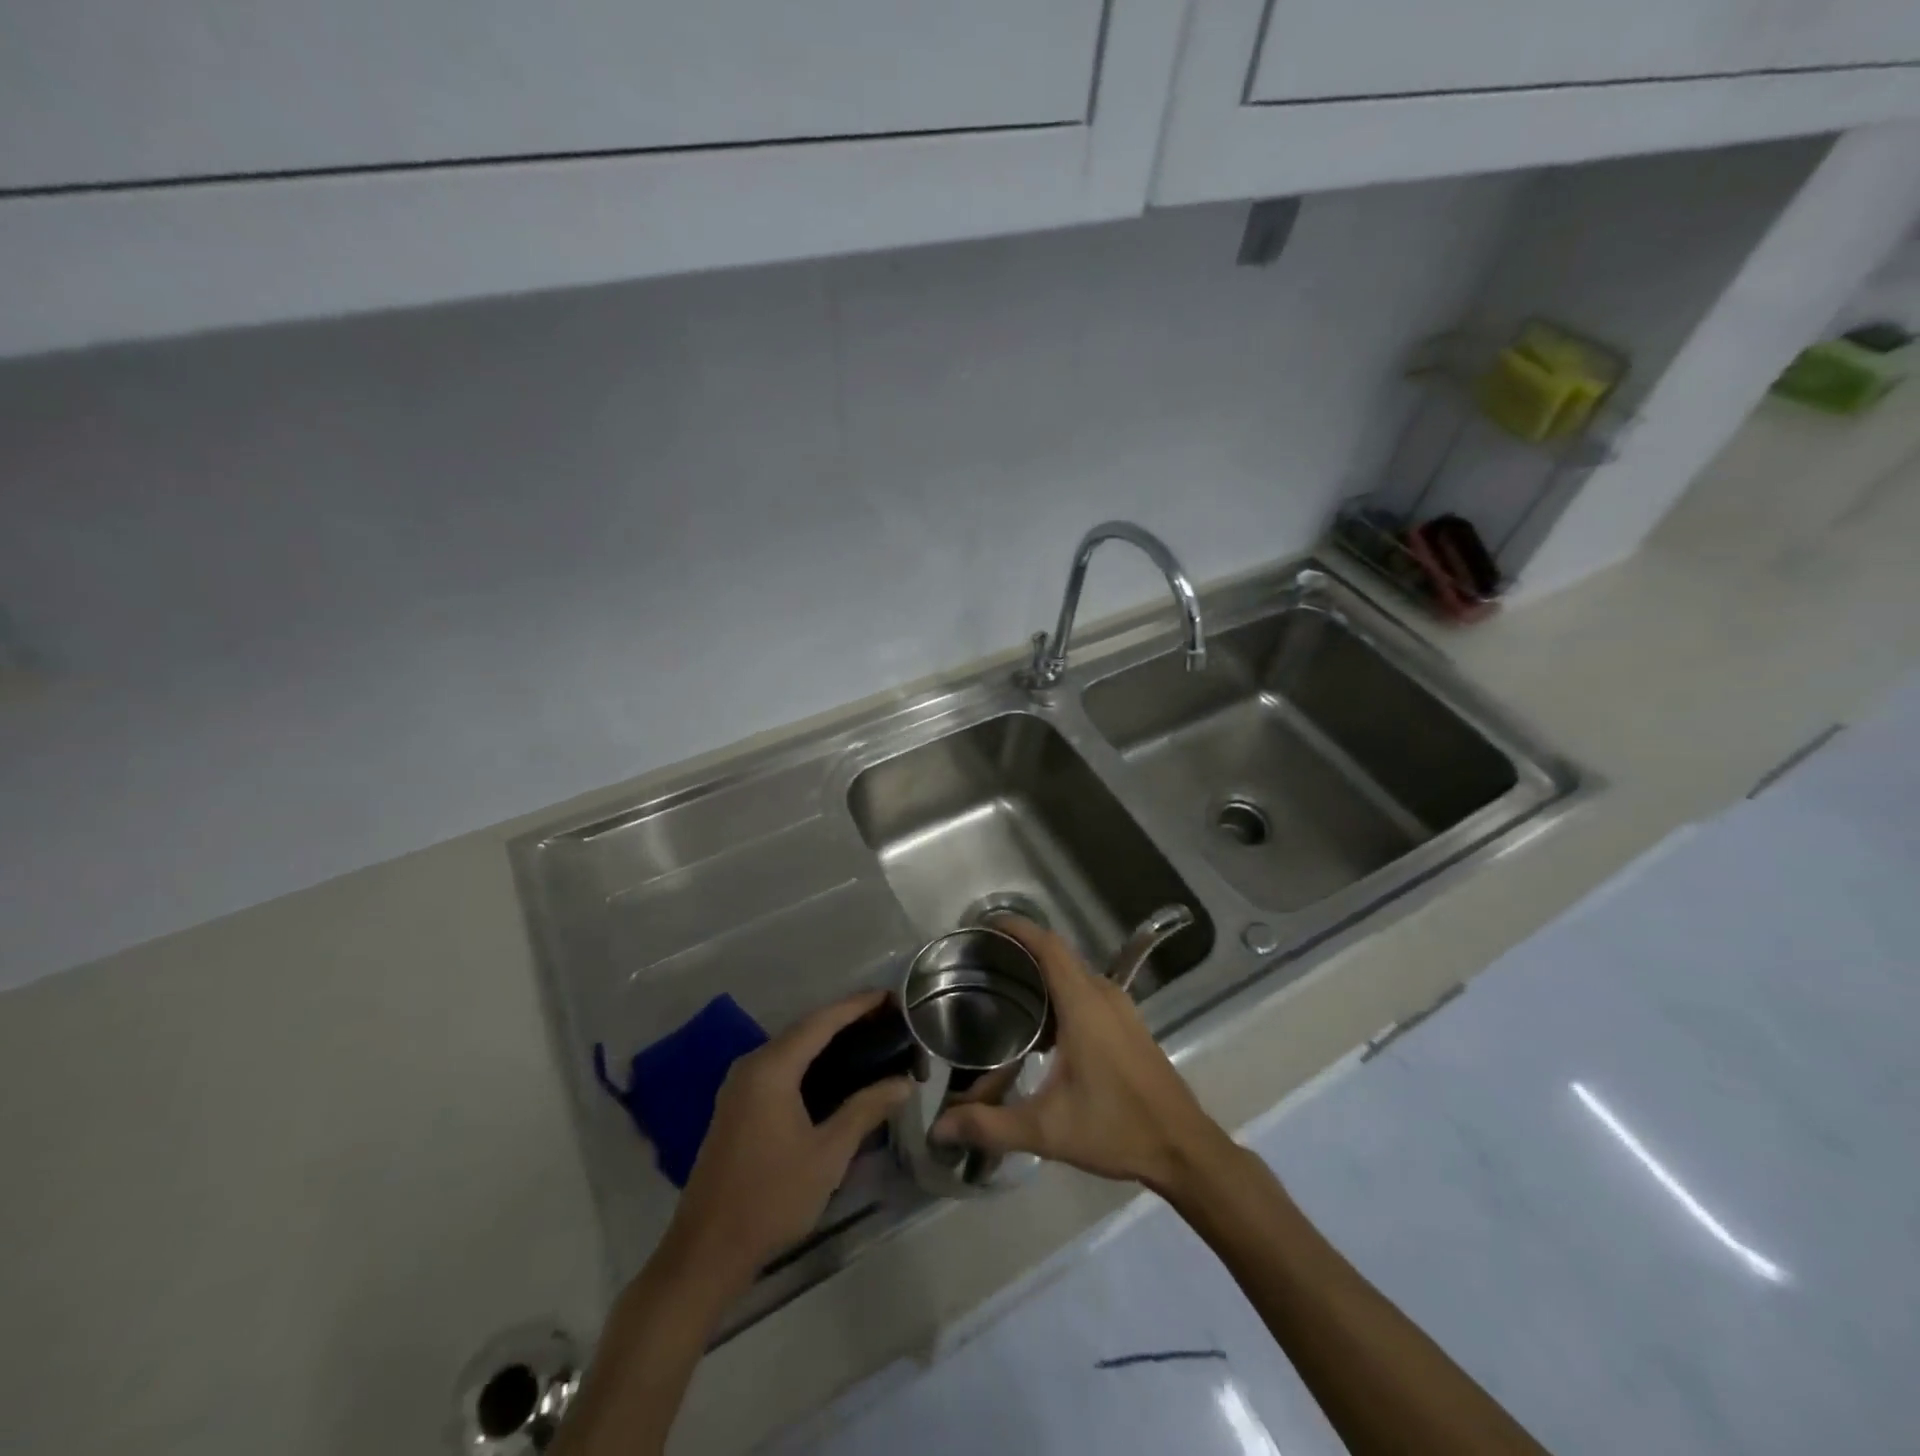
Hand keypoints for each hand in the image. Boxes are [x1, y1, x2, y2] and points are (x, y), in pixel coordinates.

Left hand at [665, 989, 910, 1289]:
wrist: (707, 1252)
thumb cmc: (771, 1198)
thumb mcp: (828, 1154)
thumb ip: (866, 1109)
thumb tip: (904, 1082)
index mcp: (771, 1068)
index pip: (822, 1021)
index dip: (857, 1005)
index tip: (891, 996)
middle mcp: (752, 1066)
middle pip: (805, 1029)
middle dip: (846, 1019)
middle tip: (888, 1018)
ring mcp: (739, 1086)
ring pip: (792, 1047)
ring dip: (828, 1039)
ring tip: (869, 1038)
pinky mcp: (737, 1106)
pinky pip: (780, 1066)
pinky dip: (810, 1060)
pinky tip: (835, 1072)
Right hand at [930, 915, 1232, 1194]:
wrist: (1184, 1148)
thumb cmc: (1116, 1129)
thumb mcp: (1047, 1131)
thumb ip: (990, 1125)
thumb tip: (939, 1127)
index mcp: (1084, 1005)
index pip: (1049, 947)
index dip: (1018, 929)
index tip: (985, 925)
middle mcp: (1103, 994)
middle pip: (1058, 955)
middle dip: (1021, 951)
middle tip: (982, 962)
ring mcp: (1120, 1007)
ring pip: (1073, 974)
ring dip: (1041, 974)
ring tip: (1003, 989)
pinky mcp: (1127, 1023)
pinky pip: (1086, 990)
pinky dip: (1059, 993)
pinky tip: (1039, 1027)